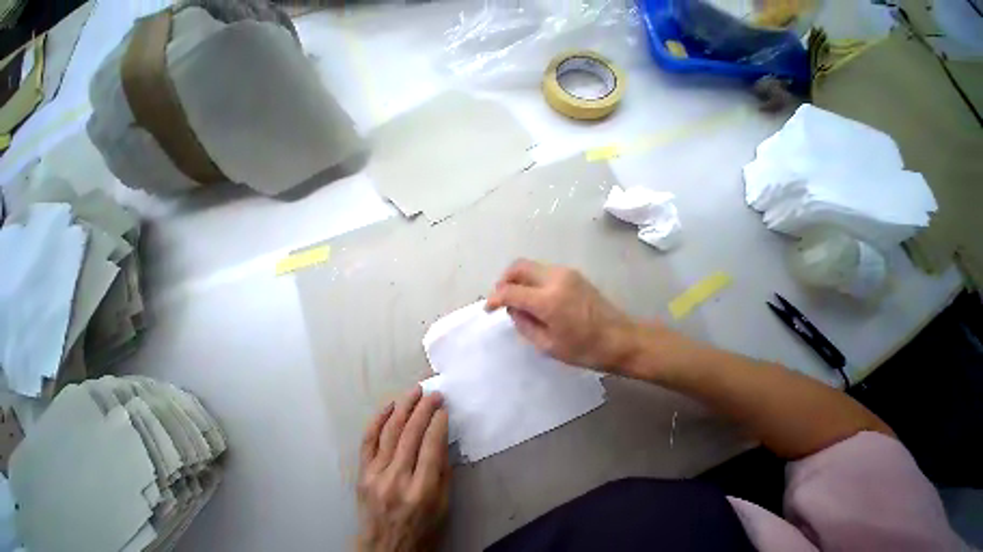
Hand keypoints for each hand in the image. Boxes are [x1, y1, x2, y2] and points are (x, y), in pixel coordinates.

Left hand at [357, 387, 449, 551]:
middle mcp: (397, 480)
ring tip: (416, 390)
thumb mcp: (443, 503)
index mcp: (421, 490)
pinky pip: (368, 440)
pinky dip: (379, 419)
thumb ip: (443, 466)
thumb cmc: (422, 529)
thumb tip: (442, 431)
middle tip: (434, 393)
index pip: (432, 442)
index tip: (444, 407)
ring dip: (405, 405)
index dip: (439, 420)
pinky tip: (391, 405)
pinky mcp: (362, 474)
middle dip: (425, 406)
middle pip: (412, 431)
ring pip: (391, 430)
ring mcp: (376, 475)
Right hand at [485, 258, 641, 372]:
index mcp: (548, 300)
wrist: (622, 338)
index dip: (494, 298)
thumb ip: (523, 323)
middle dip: (503, 280)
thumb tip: (511, 307)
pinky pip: (542, 270)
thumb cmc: (584, 349)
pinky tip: (534, 295)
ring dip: (517, 278)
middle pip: (518, 266)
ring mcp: (565, 272)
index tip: (488, 308)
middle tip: (501, 297)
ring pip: (529, 265)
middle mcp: (555, 279)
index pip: (510, 291)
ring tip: (517, 298)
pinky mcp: (571, 273)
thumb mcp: (547, 345)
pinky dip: (531, 279)